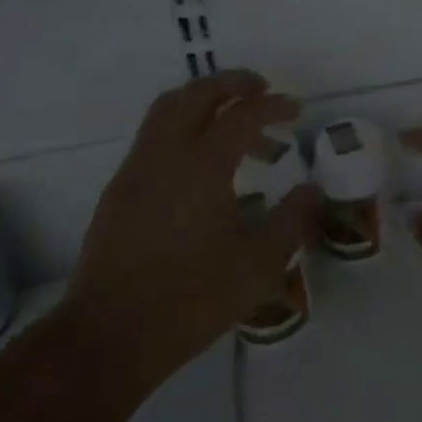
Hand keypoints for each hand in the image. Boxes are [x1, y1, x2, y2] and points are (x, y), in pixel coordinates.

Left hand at [62, 71, 316, 389]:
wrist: (108, 338)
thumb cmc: (191, 299)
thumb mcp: (259, 264)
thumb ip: (292, 220)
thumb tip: (313, 190)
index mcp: (202, 164)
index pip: (244, 114)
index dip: (274, 106)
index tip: (296, 110)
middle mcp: (165, 154)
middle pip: (196, 94)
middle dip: (231, 83)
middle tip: (261, 91)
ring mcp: (136, 170)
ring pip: (168, 111)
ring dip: (204, 105)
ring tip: (235, 128)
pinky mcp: (118, 191)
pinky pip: (154, 138)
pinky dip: (183, 131)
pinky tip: (202, 169)